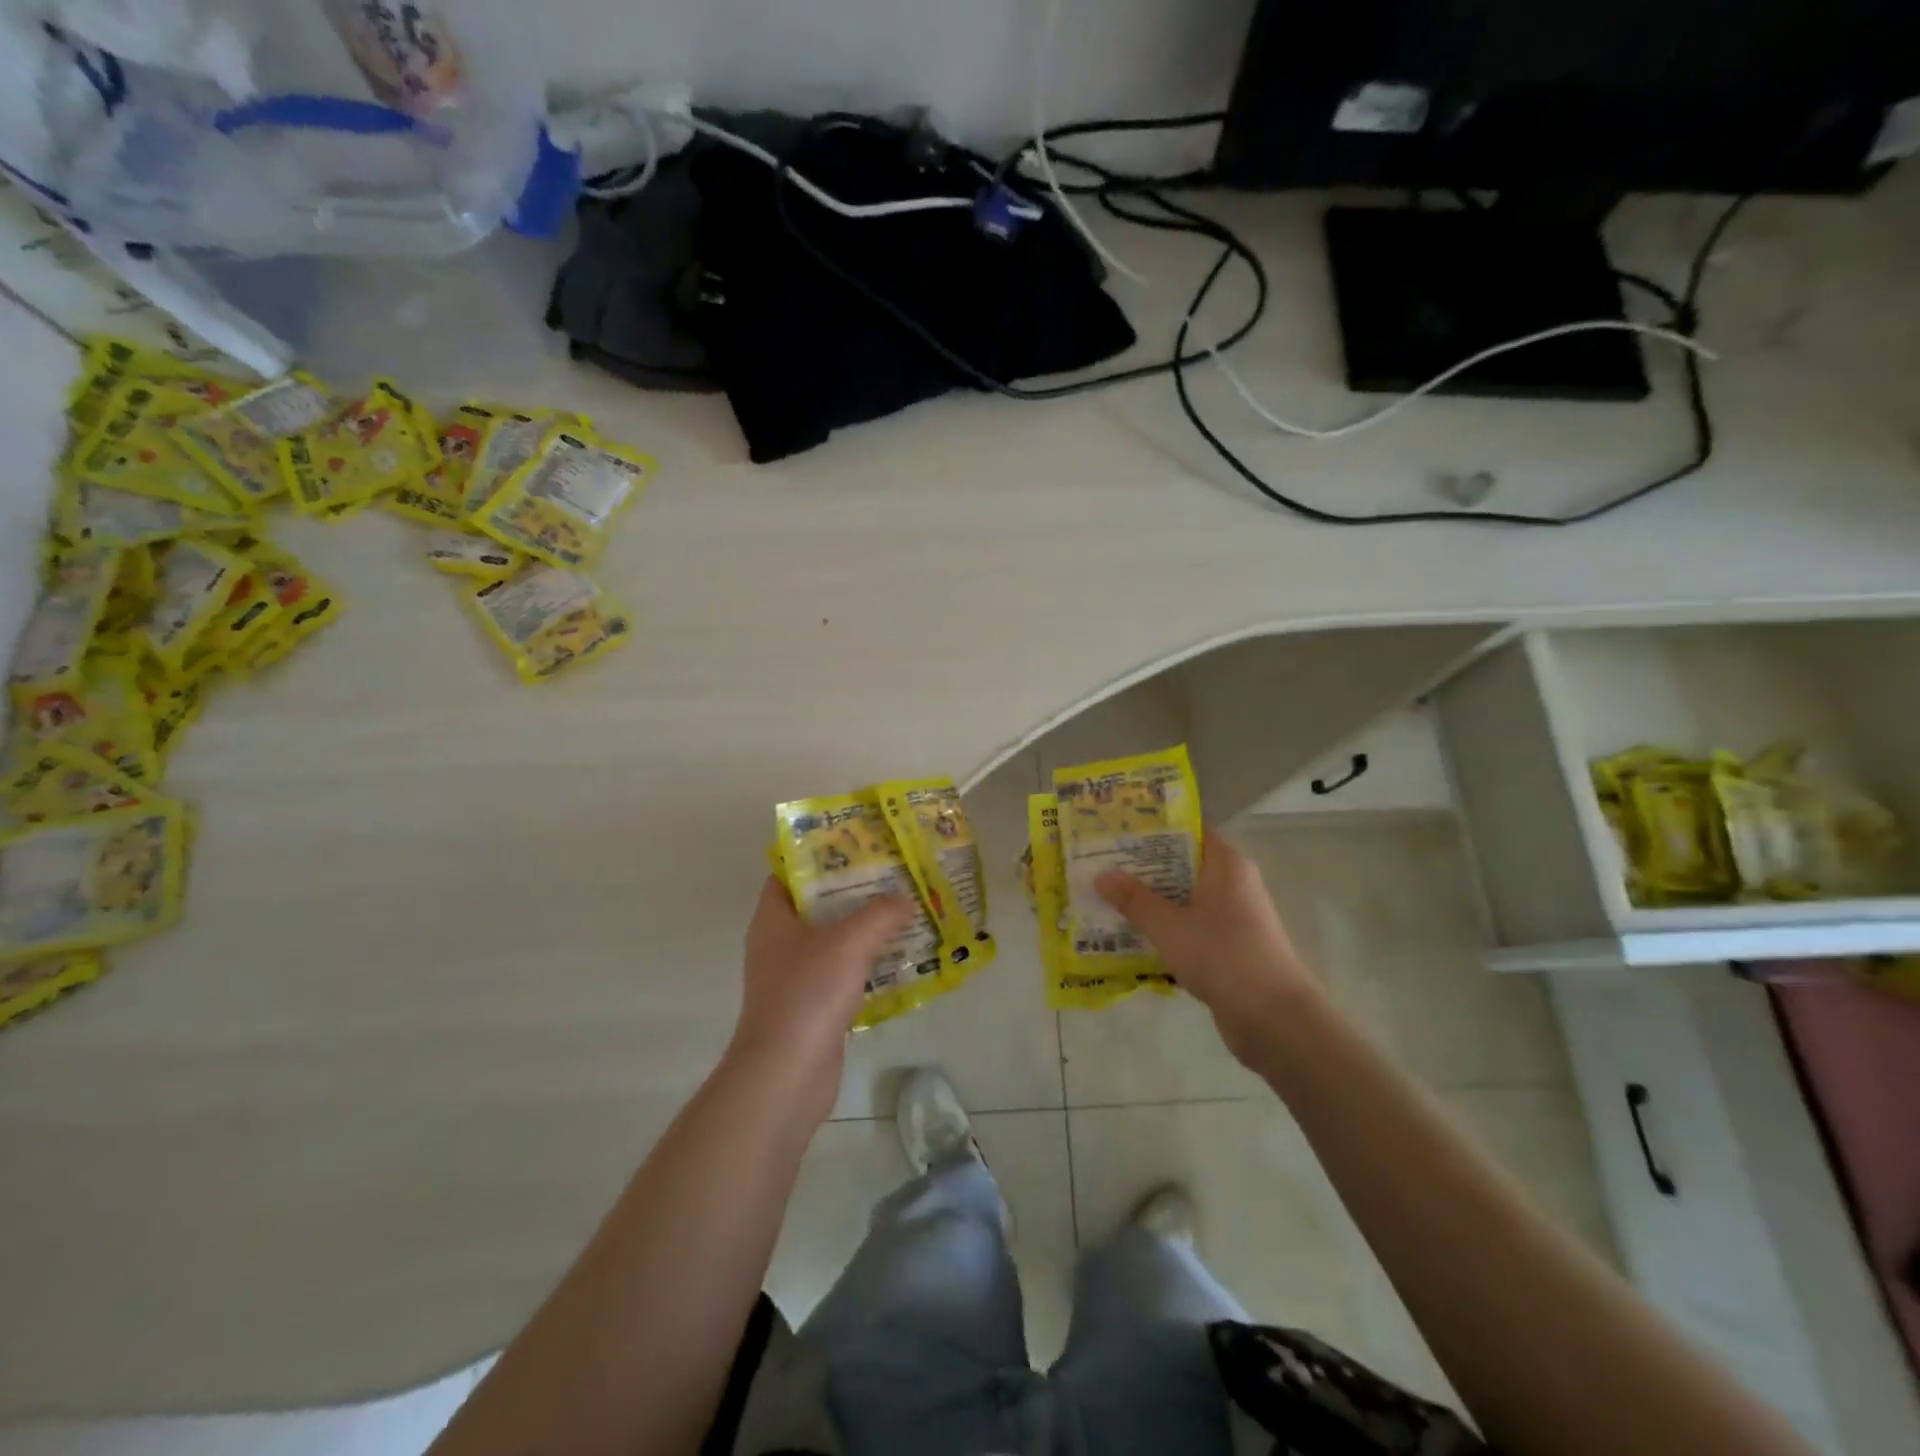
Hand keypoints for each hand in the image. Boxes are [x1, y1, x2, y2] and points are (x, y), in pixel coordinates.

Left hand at [729, 877, 915, 1123]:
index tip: (856, 846)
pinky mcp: (810, 1008)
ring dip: (863, 930)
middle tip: (891, 876)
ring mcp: (792, 978)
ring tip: (903, 913)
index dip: (818, 856)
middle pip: (816, 906)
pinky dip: (865, 966)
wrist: (787, 1073)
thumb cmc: (809, 992)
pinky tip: (898, 961)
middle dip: (852, 892)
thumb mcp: (851, 941)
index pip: (789, 873)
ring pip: (831, 942)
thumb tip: (905, 898)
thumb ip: (881, 913)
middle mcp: (777, 944)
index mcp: (773, 918)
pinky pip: (841, 975)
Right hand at [1096, 829, 1319, 1066]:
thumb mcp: (1168, 925)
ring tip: (1106, 901)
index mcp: (1226, 864)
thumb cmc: (1222, 956)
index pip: (1187, 832)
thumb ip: (1134, 899)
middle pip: (1181, 866)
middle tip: (1100, 867)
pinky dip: (1165, 930)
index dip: (1152, 830)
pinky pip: (1189, 928)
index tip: (1115, 832)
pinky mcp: (1229, 948)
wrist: (1275, 1020)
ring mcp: (1233, 918)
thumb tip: (1101, 874)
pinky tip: (1131, 938)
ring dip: (1150, 903)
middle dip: (1142, 869)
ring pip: (1183, 900)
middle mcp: (1233, 883)